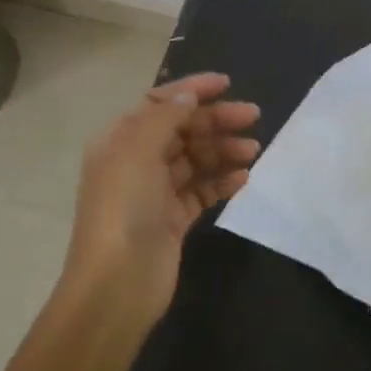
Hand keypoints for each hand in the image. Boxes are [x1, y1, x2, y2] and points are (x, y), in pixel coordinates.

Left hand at [65, 72, 259, 332]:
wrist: (116, 286)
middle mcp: (136, 161)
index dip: (192, 89)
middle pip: (182, 129)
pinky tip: (243, 178)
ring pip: (196, 159)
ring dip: (223, 149)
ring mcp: (155, 192)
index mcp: (121, 140)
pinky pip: (202, 190)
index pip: (160, 103)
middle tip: (253, 117)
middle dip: (216, 120)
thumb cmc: (124, 209)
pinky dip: (222, 181)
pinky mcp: (173, 220)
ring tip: (253, 151)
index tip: (227, 84)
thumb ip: (165, 116)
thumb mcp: (138, 151)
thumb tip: (188, 94)